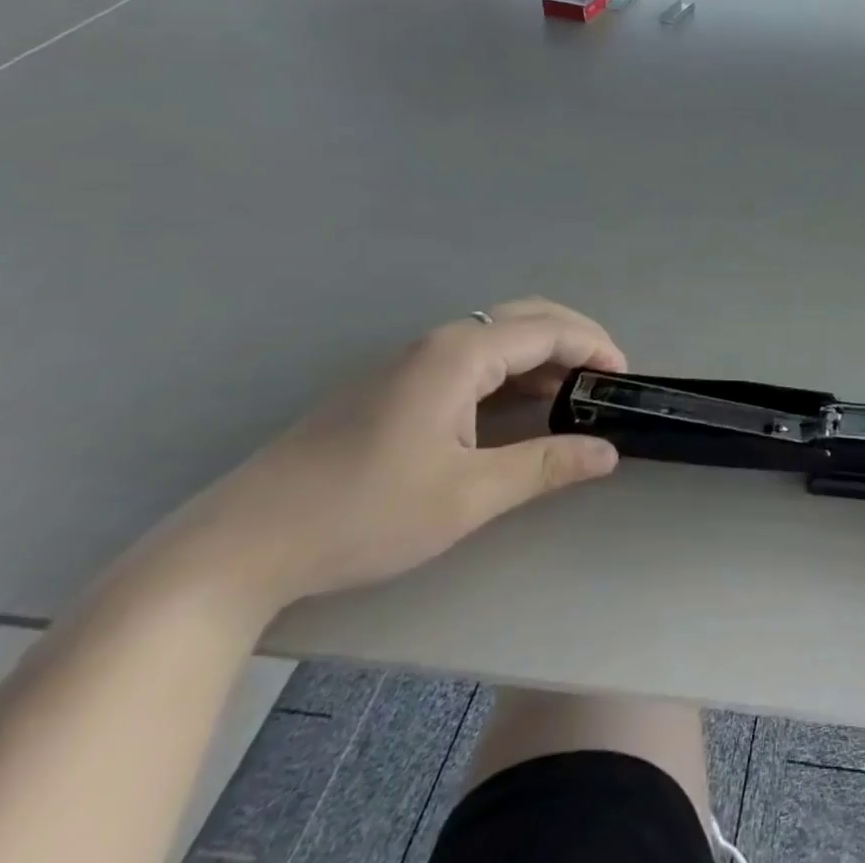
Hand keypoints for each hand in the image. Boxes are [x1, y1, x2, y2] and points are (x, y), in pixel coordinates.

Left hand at [170, 299, 626, 616]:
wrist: (239, 547)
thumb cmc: (363, 514)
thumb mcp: (468, 496)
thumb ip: (545, 466)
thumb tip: (608, 452)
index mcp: (460, 354)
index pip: (548, 330)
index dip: (594, 347)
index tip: (625, 379)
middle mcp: (437, 343)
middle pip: (525, 317)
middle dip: (574, 339)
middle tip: (605, 378)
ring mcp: (407, 361)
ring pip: (495, 337)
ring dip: (541, 355)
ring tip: (570, 395)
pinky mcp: (389, 386)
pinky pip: (468, 358)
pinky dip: (508, 370)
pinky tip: (512, 408)